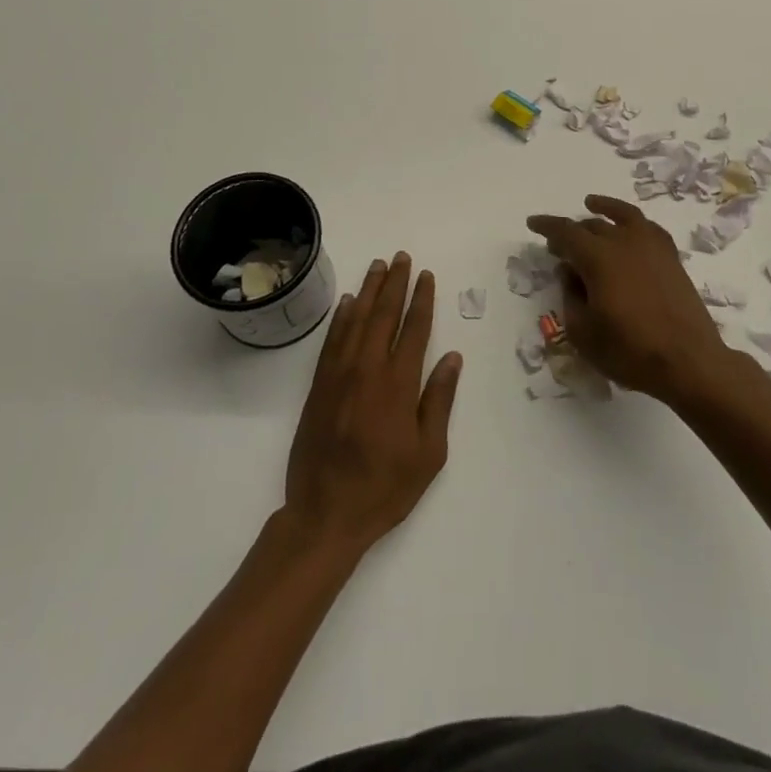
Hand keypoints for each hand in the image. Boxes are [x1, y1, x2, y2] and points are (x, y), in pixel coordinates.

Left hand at [282, 254, 461, 554]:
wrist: (325, 513)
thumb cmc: (385, 487)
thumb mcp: (428, 452)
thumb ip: (439, 400)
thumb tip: (452, 357)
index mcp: (398, 384)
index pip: (413, 329)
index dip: (422, 300)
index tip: (426, 276)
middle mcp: (367, 370)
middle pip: (383, 315)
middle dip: (395, 284)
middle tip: (401, 257)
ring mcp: (339, 376)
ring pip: (356, 321)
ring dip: (369, 291)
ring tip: (378, 266)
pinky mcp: (319, 386)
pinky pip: (332, 340)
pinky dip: (341, 317)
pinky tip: (348, 302)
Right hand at [525, 195, 736, 403]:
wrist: (689, 362)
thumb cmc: (629, 350)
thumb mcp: (583, 331)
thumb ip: (570, 296)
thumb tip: (569, 271)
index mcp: (598, 258)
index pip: (566, 232)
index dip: (547, 226)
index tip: (532, 223)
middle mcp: (624, 242)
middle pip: (592, 226)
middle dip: (571, 231)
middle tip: (558, 244)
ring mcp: (652, 247)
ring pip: (623, 217)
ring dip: (604, 210)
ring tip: (592, 205)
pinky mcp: (671, 259)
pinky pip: (649, 228)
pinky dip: (634, 222)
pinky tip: (631, 227)